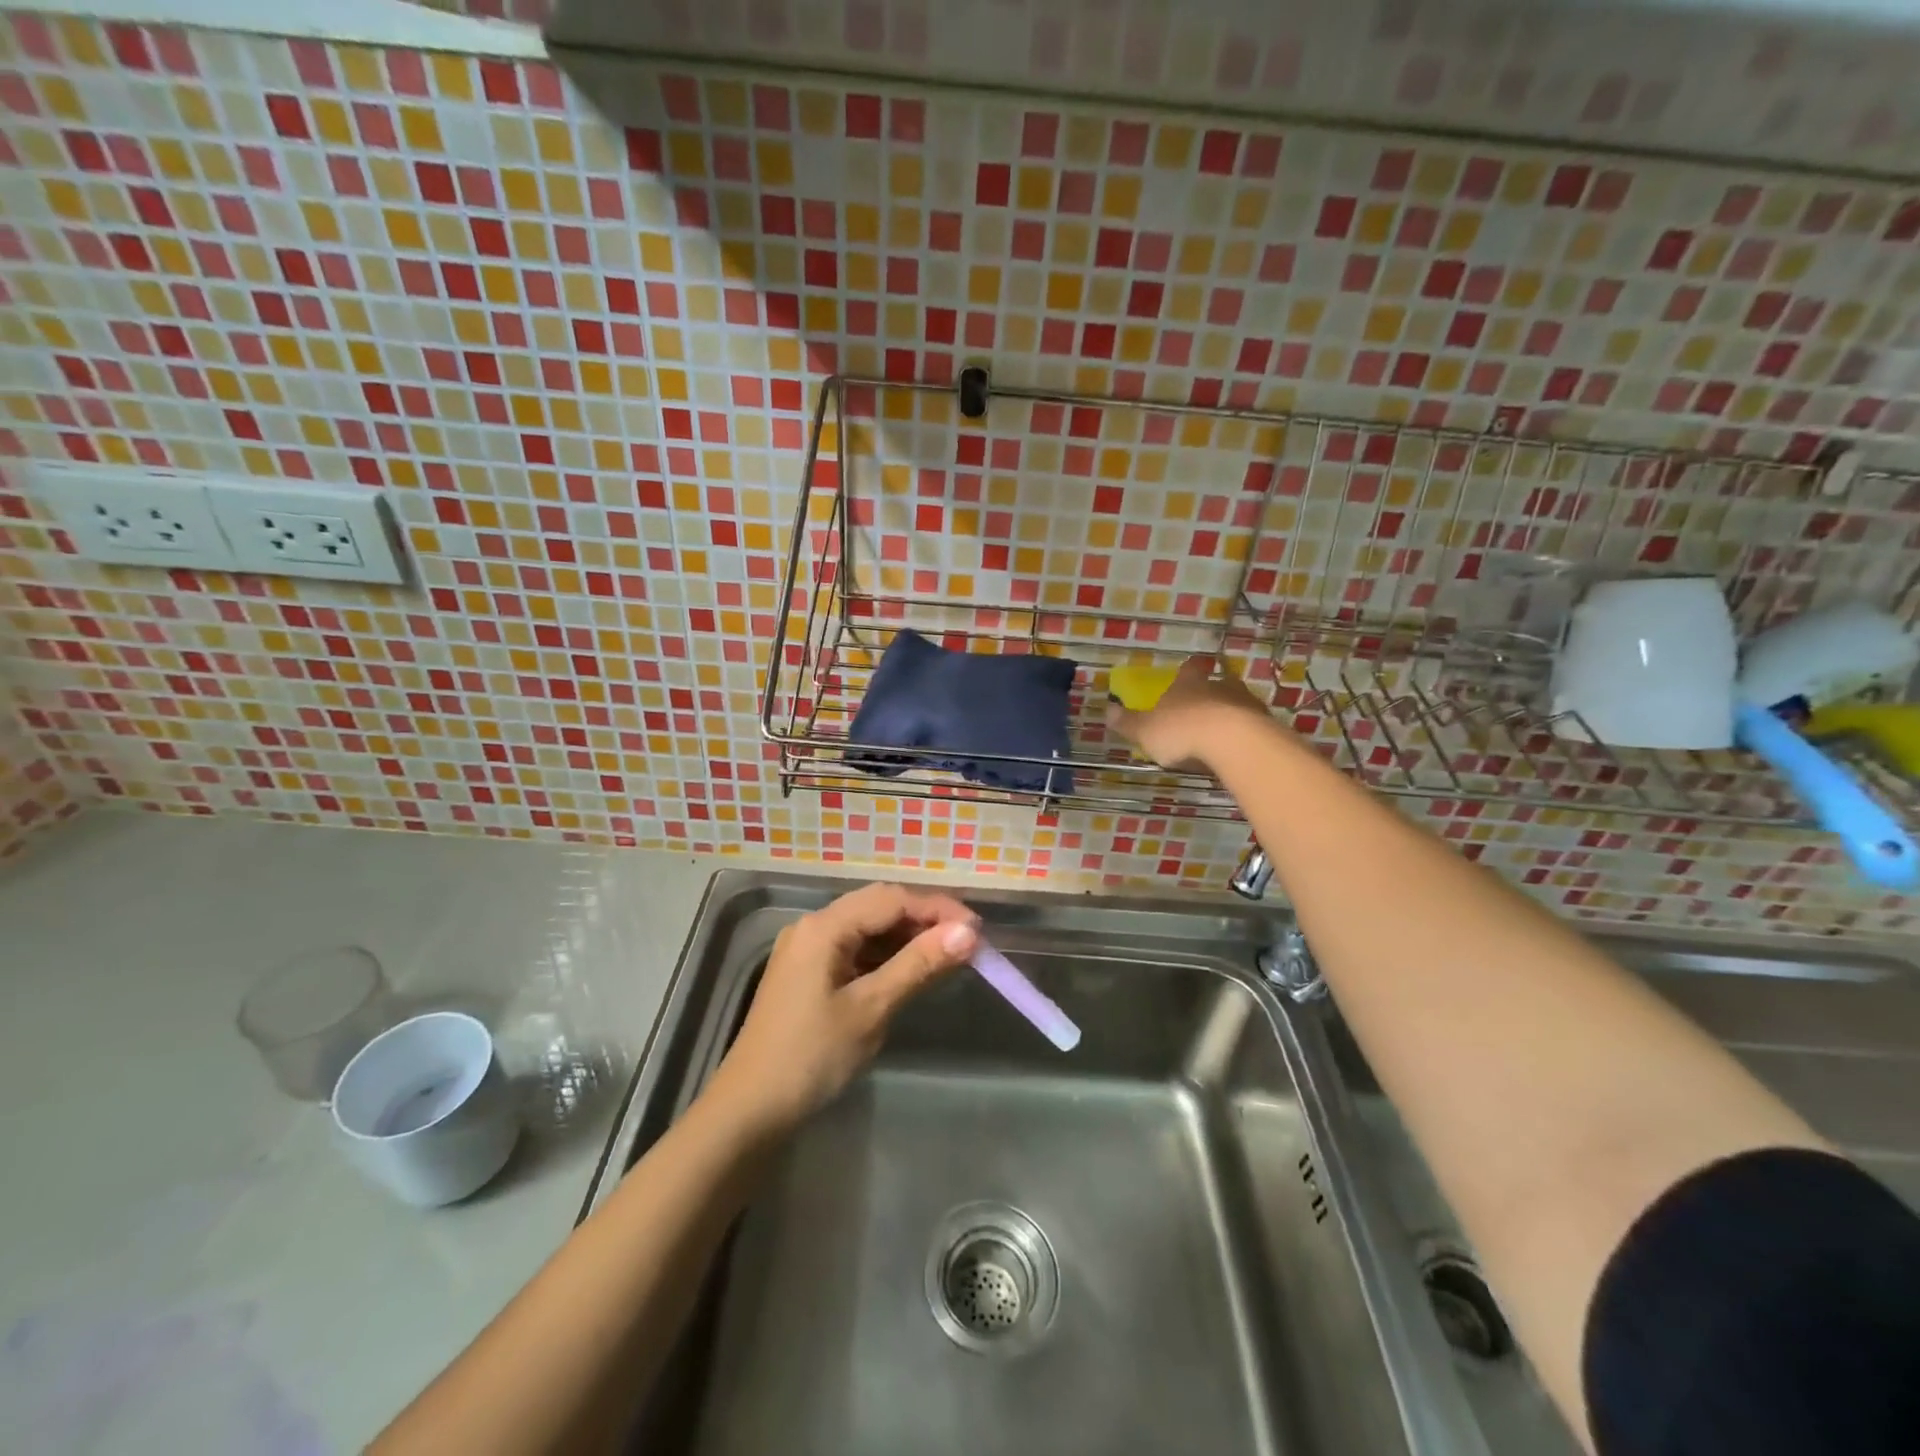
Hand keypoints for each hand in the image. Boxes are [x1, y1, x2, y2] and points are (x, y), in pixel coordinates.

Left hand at [705, 883, 979, 1136]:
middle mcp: (813, 927)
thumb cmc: (810, 1057)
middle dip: (924, 918)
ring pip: (867, 928)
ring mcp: (807, 950)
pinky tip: (910, 970)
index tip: (978, 930)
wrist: (748, 1111)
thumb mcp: (870, 1009)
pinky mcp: (807, 974)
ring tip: (947, 954)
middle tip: (966, 941)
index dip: (937, 909)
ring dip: (906, 936)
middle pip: (878, 906)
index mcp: (823, 927)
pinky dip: (886, 955)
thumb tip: (968, 934)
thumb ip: (918, 965)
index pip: (890, 899)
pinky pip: (855, 949)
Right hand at [1106, 655, 1273, 769]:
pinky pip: (1252, 725)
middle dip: (1210, 694)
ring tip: (1220, 735)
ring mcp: (1246, 703)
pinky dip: (1245, 734)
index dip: (1188, 670)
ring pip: (1237, 703)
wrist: (1235, 743)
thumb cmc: (1183, 731)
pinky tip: (1237, 750)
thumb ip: (1128, 722)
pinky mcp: (1265, 724)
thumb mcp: (1146, 731)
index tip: (1189, 671)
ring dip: (1229, 714)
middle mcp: (1219, 686)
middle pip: (1216, 684)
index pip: (1189, 668)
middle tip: (1201, 710)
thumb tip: (1107, 710)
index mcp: (1189, 683)